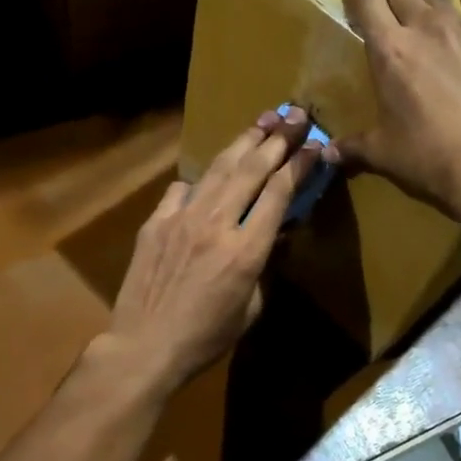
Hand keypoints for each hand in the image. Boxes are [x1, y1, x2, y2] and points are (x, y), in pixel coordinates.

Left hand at [105, 107, 319, 392]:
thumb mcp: (251, 309)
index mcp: (246, 250)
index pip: (279, 193)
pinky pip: (181, 189)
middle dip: (277, 139)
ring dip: (243, 142)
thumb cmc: (206, 337)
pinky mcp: (156, 222)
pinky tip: (208, 174)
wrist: (145, 346)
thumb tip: (269, 237)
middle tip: (295, 115)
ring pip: (218, 169)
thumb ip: (263, 266)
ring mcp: (182, 218)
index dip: (299, 165)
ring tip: (262, 120)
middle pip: (252, 169)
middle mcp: (216, 223)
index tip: (314, 146)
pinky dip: (199, 179)